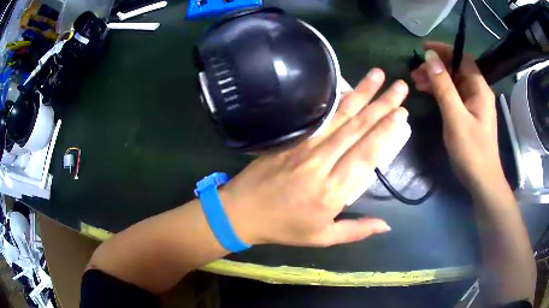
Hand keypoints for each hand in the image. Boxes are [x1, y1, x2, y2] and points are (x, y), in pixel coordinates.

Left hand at [220, 69, 410, 246]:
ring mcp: (304, 146)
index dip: (385, 133)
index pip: (366, 156)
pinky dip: (335, 99)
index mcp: (331, 192)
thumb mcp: (321, 237)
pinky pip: (319, 116)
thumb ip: (356, 230)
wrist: (241, 211)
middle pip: (357, 129)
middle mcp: (321, 163)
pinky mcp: (292, 138)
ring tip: (378, 75)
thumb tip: (387, 225)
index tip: (401, 114)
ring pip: (339, 116)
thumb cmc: (283, 227)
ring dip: (361, 93)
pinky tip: (348, 87)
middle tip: (400, 87)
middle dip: (382, 105)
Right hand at [411, 42, 502, 190]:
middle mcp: (478, 91)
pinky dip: (441, 92)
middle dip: (436, 67)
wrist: (482, 180)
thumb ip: (443, 86)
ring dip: (436, 79)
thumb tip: (430, 58)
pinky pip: (454, 95)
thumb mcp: (455, 117)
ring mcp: (474, 103)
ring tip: (417, 83)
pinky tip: (429, 93)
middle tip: (415, 72)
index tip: (423, 49)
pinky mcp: (470, 114)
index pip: (462, 58)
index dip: (444, 50)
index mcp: (479, 88)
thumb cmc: (471, 150)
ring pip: (454, 82)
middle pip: (457, 69)